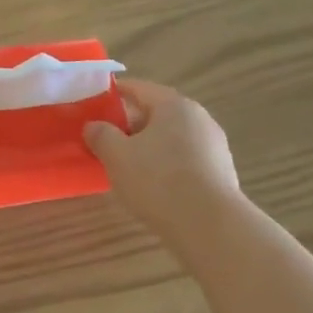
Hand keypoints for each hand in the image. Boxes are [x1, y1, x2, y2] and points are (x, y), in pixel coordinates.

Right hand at [84, 79, 240, 250]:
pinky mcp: (219, 171)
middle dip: (130, 124)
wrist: (207, 223)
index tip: (96, 101)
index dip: (115, 93)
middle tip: (105, 138)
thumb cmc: (157, 180)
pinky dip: (165, 164)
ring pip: (171, 138)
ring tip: (125, 164)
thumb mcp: (116, 156)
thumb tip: (93, 125)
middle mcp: (198, 118)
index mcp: (174, 105)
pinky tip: (152, 184)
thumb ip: (101, 135)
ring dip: (148, 146)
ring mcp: (213, 145)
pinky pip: (184, 159)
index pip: (139, 89)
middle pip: (157, 114)